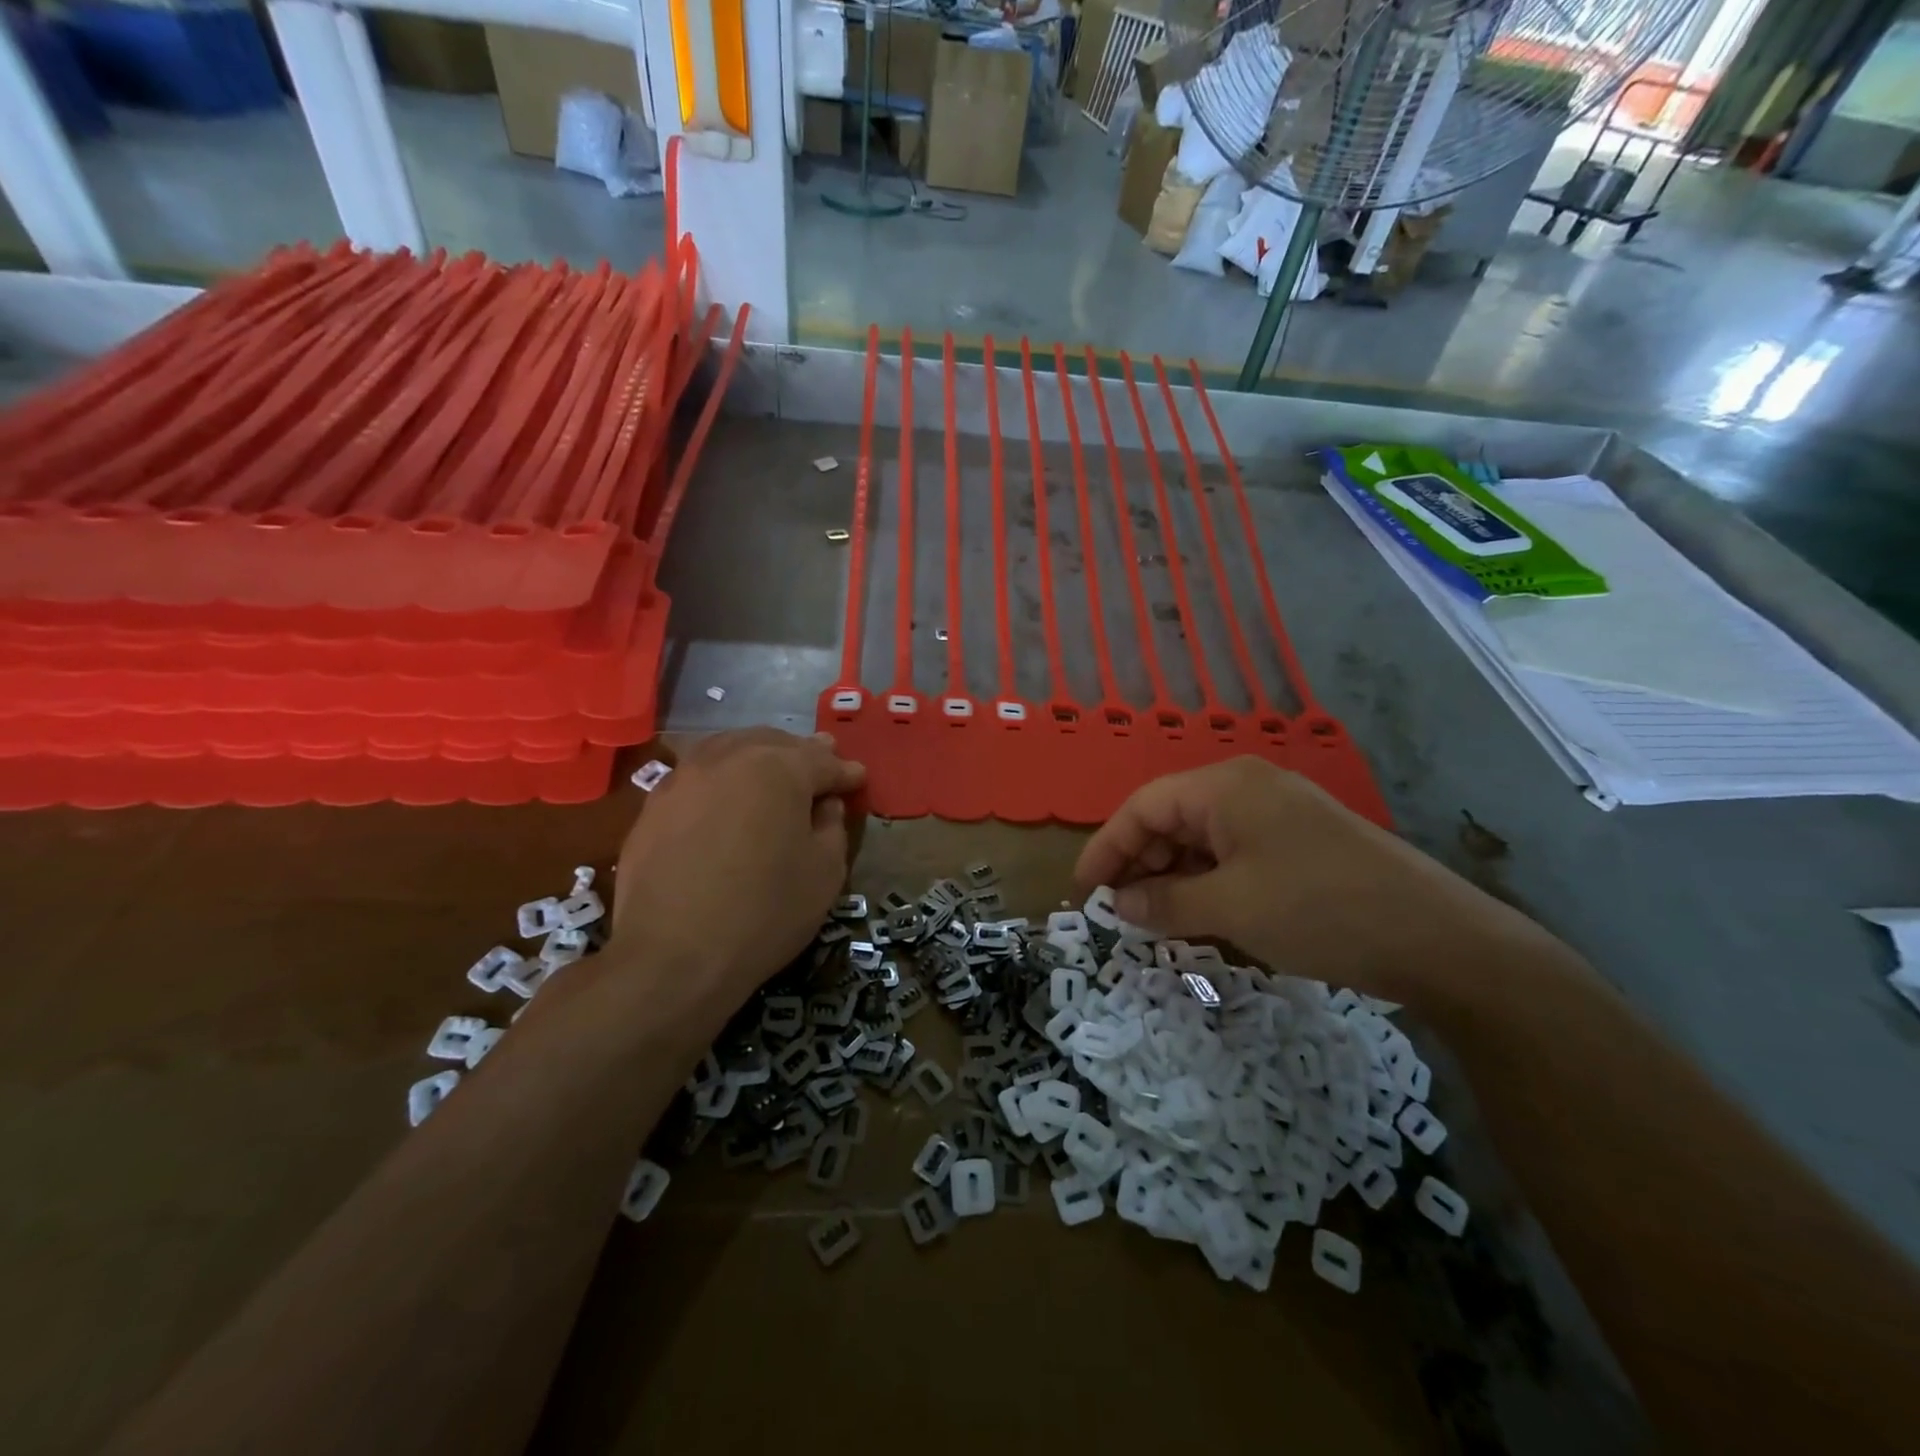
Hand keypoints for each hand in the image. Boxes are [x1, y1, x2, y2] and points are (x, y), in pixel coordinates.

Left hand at [609, 729, 864, 1006]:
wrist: (673, 956)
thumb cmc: (765, 912)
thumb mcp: (825, 872)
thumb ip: (832, 825)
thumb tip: (825, 804)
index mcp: (779, 768)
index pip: (822, 761)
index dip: (845, 772)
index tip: (858, 779)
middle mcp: (729, 758)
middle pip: (774, 744)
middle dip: (802, 755)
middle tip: (822, 766)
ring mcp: (684, 777)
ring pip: (730, 750)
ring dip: (758, 757)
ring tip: (772, 774)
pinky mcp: (654, 804)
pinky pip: (698, 776)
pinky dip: (722, 778)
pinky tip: (727, 799)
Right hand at [1074, 758, 1548, 1005]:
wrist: (1439, 938)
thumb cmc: (1319, 910)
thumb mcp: (1231, 909)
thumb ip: (1164, 904)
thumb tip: (1119, 906)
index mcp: (1224, 787)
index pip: (1142, 807)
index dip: (1106, 848)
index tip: (1084, 892)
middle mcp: (1247, 788)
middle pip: (1171, 818)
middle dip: (1139, 864)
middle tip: (1120, 913)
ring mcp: (1278, 814)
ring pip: (1202, 839)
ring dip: (1173, 877)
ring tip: (1156, 920)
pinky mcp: (1300, 842)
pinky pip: (1234, 854)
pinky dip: (1209, 882)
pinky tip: (1201, 915)